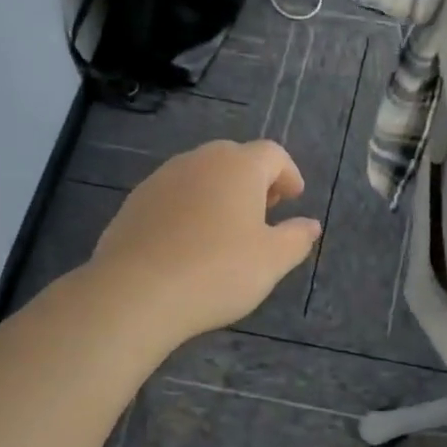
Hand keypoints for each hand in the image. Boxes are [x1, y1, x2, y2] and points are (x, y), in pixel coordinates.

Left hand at [88, 140, 321, 344]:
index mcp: (238, 166)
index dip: (289, 174)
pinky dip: (190, 208)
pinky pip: (174, 196)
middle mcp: (199, 161)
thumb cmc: (217, 271)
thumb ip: (297, 238)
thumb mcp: (271, 260)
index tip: (294, 198)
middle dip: (254, 181)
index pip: (273, 154)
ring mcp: (162, 178)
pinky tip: (190, 242)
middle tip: (265, 212)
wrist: (136, 292)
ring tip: (227, 229)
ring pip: (201, 175)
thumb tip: (310, 225)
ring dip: (220, 193)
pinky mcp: (135, 202)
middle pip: (235, 158)